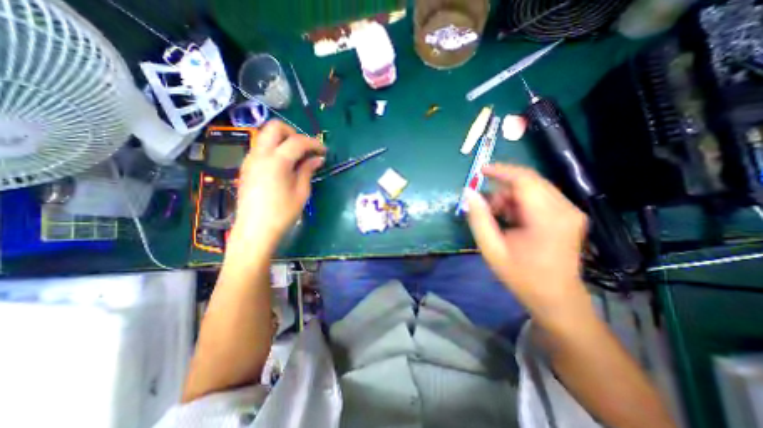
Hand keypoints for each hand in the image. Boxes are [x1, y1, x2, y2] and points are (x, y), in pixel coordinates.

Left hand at [233, 121, 326, 250]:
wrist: (255, 230)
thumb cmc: (282, 213)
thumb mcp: (301, 192)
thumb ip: (308, 170)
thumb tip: (317, 159)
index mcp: (277, 161)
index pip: (298, 141)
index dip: (314, 143)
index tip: (324, 151)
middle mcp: (260, 154)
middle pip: (275, 127)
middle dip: (294, 133)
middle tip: (306, 148)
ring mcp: (250, 160)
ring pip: (265, 136)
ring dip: (283, 141)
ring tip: (297, 157)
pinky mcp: (246, 167)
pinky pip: (261, 148)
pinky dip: (274, 149)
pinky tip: (284, 166)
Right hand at [466, 162, 587, 320]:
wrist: (556, 299)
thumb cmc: (522, 276)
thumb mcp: (492, 249)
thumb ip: (479, 219)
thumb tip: (469, 193)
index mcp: (547, 218)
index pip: (524, 180)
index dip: (501, 171)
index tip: (480, 170)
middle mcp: (565, 209)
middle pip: (529, 181)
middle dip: (503, 188)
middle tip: (485, 206)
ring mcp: (570, 211)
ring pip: (534, 188)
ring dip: (510, 197)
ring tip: (497, 216)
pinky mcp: (568, 215)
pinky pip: (539, 197)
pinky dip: (520, 203)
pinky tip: (511, 219)